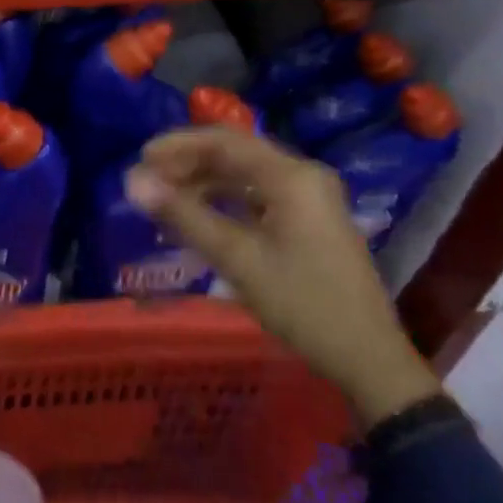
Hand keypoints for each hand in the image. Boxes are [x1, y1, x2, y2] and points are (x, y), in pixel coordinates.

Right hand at [125, 127, 441, 429]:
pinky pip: (257, 196)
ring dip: (203, 183)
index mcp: (292, 177)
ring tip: (165, 200)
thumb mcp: (237, 259)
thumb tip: (133, 183)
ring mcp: (310, 198)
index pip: (224, 141)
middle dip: (187, 164)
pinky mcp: (309, 220)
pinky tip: (198, 217)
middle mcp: (303, 176)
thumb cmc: (304, 304)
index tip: (141, 159)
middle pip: (234, 155)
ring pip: (244, 176)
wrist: (370, 361)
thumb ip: (184, 215)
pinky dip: (224, 202)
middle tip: (148, 181)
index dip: (178, 145)